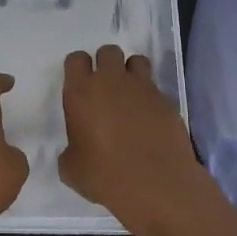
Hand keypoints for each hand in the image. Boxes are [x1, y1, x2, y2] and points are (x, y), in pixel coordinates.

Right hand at [60, 45, 222, 235]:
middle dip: (106, 64)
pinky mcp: (166, 100)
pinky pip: (155, 87)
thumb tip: (78, 149)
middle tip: (106, 88)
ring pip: (136, 61)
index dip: (78, 69)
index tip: (80, 85)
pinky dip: (150, 97)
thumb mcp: (72, 168)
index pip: (76, 59)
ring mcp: (142, 87)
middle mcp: (111, 81)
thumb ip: (70, 150)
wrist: (156, 183)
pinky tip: (149, 118)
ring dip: (131, 72)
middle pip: (108, 51)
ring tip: (130, 95)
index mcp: (81, 92)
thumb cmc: (105, 175)